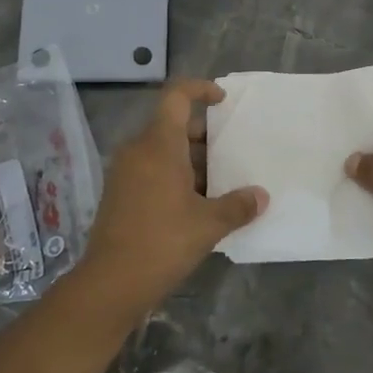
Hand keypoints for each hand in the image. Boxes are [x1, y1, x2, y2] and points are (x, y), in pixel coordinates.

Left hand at [74, 79, 267, 312]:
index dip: (200, 89)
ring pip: (162, 151)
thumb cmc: (162, 242)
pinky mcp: (119, 194)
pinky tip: (197, 204)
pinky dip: (174, 176)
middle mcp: (138, 150)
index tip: (222, 100)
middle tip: (232, 153)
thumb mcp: (208, 225)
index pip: (176, 97)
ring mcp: (125, 173)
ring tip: (221, 182)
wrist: (111, 283)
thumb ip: (237, 206)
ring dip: (191, 160)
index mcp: (158, 145)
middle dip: (203, 135)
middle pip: (172, 125)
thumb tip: (261, 196)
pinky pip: (151, 170)